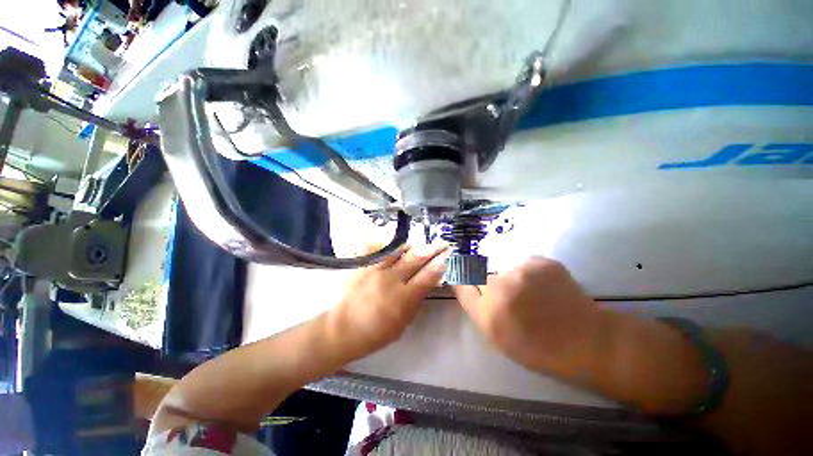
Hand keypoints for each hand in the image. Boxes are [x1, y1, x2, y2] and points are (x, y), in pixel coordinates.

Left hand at [329, 244, 448, 357]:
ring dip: (411, 245)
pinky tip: (392, 240)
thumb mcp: (403, 323)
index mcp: (404, 297)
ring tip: (418, 243)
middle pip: (415, 259)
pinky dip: (386, 243)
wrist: (343, 330)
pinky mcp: (362, 266)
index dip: (439, 264)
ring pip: (397, 250)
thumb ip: (416, 301)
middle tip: (442, 242)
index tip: (448, 255)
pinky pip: (375, 248)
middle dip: (431, 249)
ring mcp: (375, 269)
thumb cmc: (376, 333)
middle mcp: (391, 279)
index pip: (427, 276)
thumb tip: (427, 283)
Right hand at [454, 257, 602, 373]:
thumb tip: (463, 283)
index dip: (463, 280)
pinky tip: (543, 287)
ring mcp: (519, 272)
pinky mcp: (539, 261)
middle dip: (488, 282)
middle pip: (479, 273)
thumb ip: (477, 308)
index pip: (462, 284)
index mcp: (487, 313)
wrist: (587, 340)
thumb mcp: (498, 336)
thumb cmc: (538, 347)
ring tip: (531, 293)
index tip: (466, 279)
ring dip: (509, 277)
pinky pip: (523, 263)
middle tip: (508, 295)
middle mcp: (498, 288)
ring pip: (502, 268)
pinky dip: (528, 272)